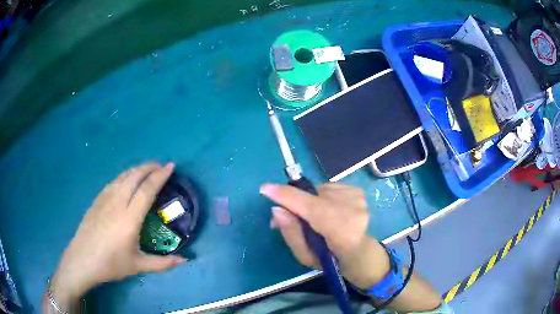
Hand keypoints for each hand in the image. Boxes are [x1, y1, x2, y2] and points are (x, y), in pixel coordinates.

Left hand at [48, 163, 186, 309]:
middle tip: (161, 165)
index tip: (171, 167)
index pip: (147, 190)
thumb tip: (185, 260)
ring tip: (147, 168)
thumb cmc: (111, 264)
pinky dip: (125, 175)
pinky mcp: (97, 200)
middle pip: (134, 176)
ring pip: (123, 176)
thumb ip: (163, 263)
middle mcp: (117, 203)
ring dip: (137, 169)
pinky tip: (126, 180)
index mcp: (129, 218)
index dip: (160, 176)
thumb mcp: (139, 266)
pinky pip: (113, 181)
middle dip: (149, 167)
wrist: (83, 260)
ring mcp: (105, 199)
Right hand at [260, 183, 390, 288]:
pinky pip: (328, 188)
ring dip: (309, 200)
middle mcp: (354, 213)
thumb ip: (291, 233)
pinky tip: (326, 209)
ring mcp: (358, 200)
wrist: (360, 252)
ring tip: (311, 216)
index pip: (313, 209)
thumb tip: (277, 209)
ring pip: (319, 191)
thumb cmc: (331, 260)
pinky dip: (321, 197)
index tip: (265, 188)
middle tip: (283, 213)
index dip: (288, 197)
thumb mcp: (306, 257)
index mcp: (343, 234)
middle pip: (314, 197)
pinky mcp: (358, 191)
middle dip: (293, 201)